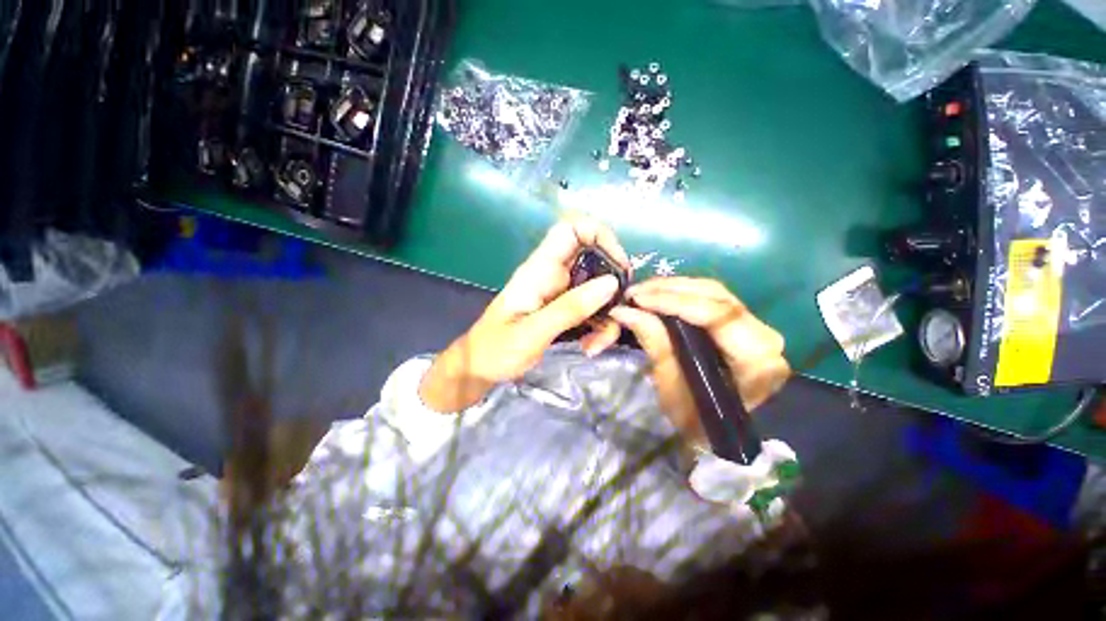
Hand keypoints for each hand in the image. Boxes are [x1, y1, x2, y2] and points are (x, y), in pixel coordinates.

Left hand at [420, 216, 630, 412]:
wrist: (480, 368)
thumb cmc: (496, 349)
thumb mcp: (532, 332)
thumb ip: (570, 308)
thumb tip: (611, 283)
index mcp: (539, 270)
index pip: (570, 230)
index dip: (599, 235)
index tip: (619, 265)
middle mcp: (552, 276)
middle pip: (593, 261)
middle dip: (612, 286)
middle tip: (619, 312)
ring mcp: (559, 293)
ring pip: (596, 289)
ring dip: (606, 316)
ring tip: (597, 344)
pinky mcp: (563, 310)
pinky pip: (591, 309)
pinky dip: (598, 327)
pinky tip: (590, 347)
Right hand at [609, 278, 790, 445]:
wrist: (714, 432)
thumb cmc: (694, 418)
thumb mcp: (670, 383)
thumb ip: (654, 341)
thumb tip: (625, 310)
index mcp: (756, 359)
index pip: (716, 315)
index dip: (673, 302)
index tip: (638, 298)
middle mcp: (765, 337)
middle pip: (716, 296)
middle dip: (670, 290)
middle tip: (635, 293)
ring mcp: (756, 327)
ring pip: (713, 292)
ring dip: (673, 288)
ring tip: (642, 292)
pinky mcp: (742, 324)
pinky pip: (710, 299)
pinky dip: (681, 294)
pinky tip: (658, 295)